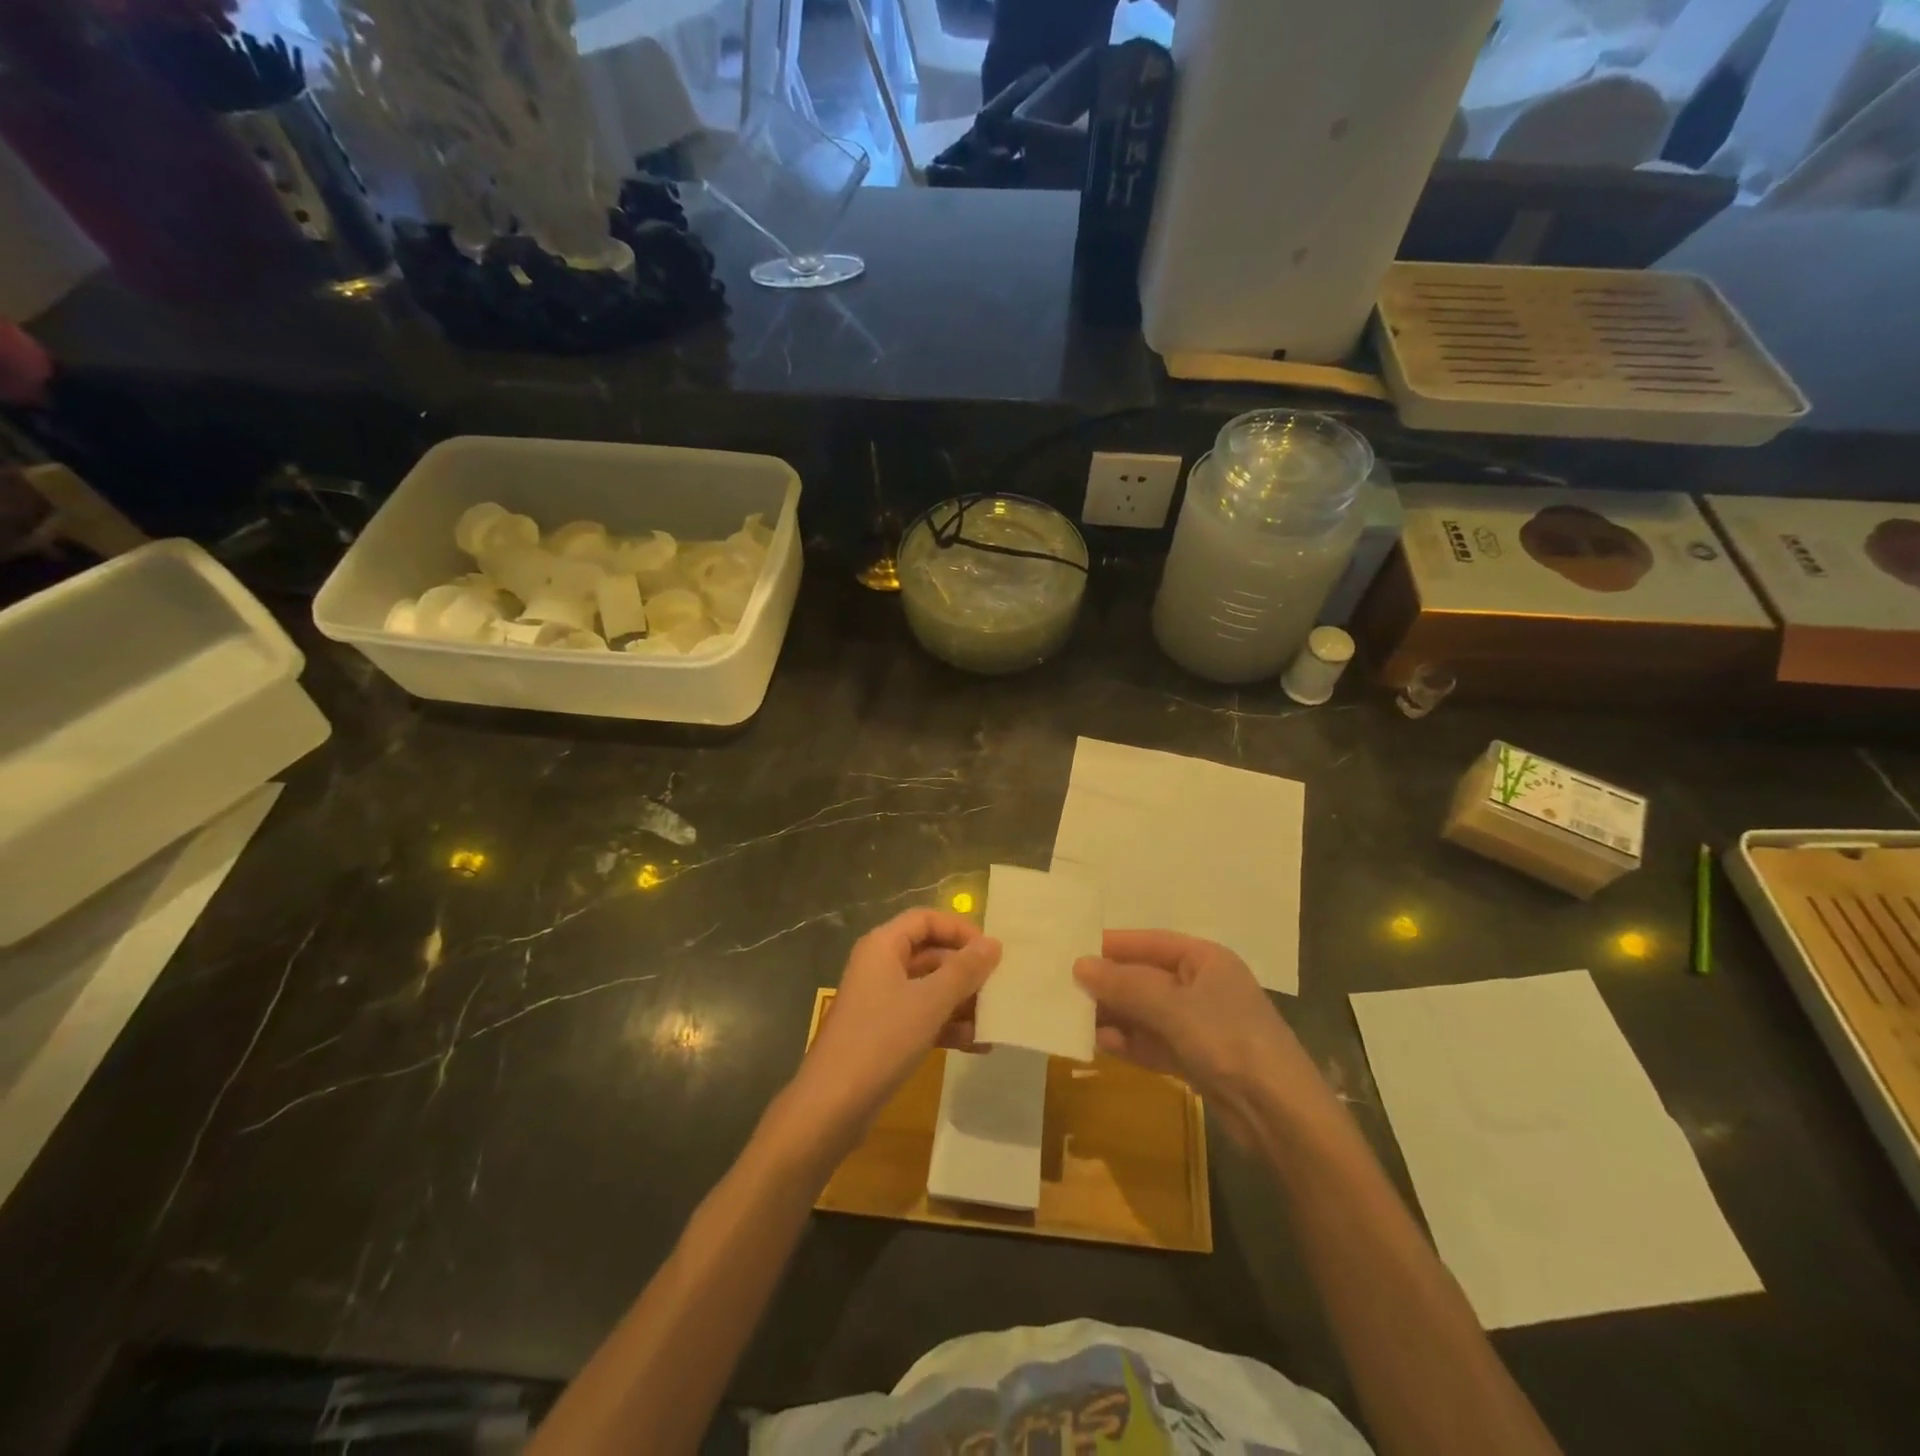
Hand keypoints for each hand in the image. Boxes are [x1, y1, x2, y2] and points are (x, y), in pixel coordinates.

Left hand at [791, 909, 1001, 1145]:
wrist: (832, 1105)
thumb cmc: (882, 1039)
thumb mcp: (931, 1001)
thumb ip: (964, 970)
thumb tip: (994, 943)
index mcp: (883, 946)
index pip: (926, 919)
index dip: (959, 930)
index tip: (991, 951)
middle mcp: (880, 966)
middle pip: (930, 953)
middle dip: (965, 970)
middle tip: (999, 987)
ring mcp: (881, 1001)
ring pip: (929, 988)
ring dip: (961, 1001)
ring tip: (994, 1019)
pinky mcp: (884, 1033)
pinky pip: (922, 1017)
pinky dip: (947, 1026)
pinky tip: (977, 1044)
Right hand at [1074, 929, 1323, 1145]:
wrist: (1280, 1115)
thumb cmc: (1228, 1041)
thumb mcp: (1172, 1007)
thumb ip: (1124, 985)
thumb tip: (1079, 965)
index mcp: (1206, 960)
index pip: (1150, 943)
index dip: (1113, 946)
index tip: (1073, 951)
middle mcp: (1203, 987)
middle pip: (1146, 978)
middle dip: (1110, 985)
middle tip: (1065, 989)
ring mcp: (1201, 1026)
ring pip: (1147, 1013)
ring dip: (1115, 1015)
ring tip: (1075, 1018)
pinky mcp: (1197, 1061)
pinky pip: (1154, 1043)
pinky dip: (1129, 1042)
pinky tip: (1100, 1043)